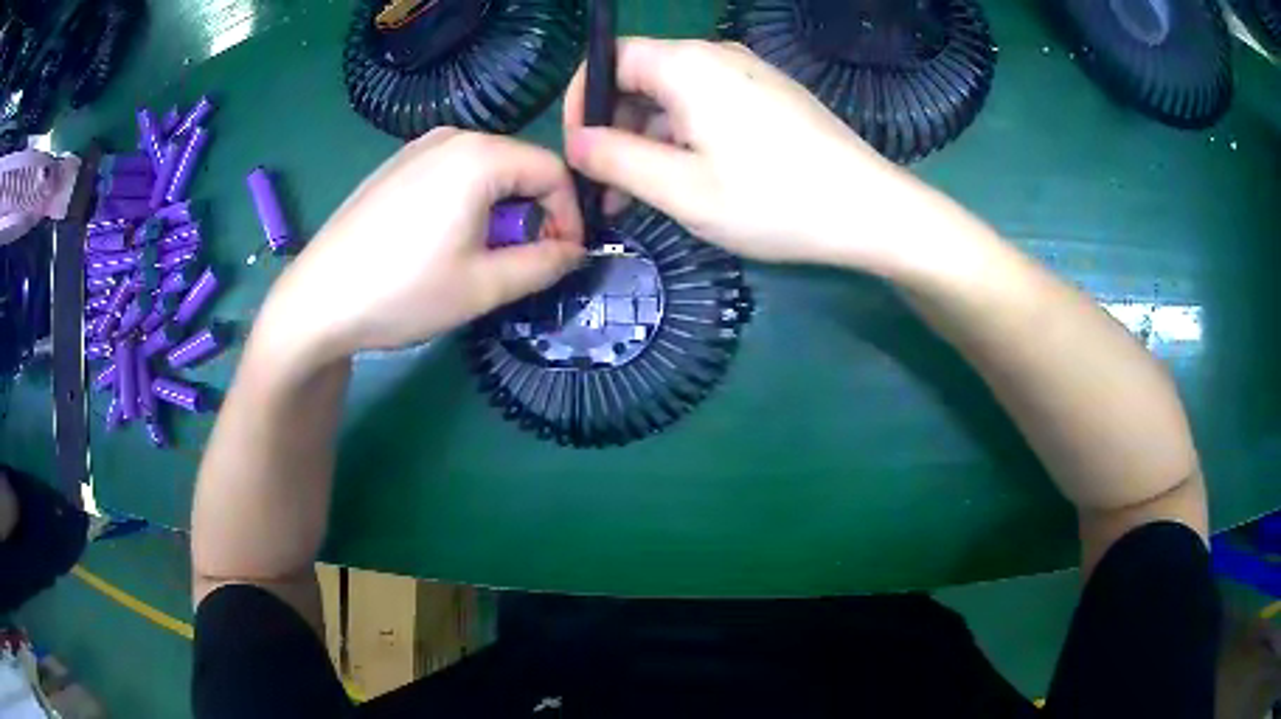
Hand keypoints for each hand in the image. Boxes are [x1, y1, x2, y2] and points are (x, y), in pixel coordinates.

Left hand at [257, 129, 584, 369]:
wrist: (315, 302)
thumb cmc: (402, 292)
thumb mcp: (484, 287)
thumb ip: (543, 265)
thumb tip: (575, 251)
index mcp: (479, 156)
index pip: (553, 170)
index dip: (570, 214)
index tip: (564, 257)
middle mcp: (450, 138)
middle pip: (518, 166)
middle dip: (533, 213)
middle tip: (522, 262)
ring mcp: (416, 148)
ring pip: (484, 171)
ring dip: (499, 210)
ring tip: (479, 256)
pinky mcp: (393, 167)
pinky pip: (450, 174)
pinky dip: (465, 203)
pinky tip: (440, 243)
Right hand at [564, 39, 929, 270]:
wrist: (871, 210)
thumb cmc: (774, 200)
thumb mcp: (682, 188)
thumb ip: (616, 161)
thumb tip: (574, 144)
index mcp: (687, 65)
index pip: (609, 60)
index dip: (583, 102)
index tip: (580, 152)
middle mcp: (716, 57)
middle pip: (641, 79)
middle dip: (616, 129)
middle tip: (610, 190)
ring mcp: (748, 75)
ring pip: (674, 98)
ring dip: (649, 141)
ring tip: (644, 198)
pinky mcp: (770, 98)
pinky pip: (708, 108)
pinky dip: (685, 139)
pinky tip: (689, 182)